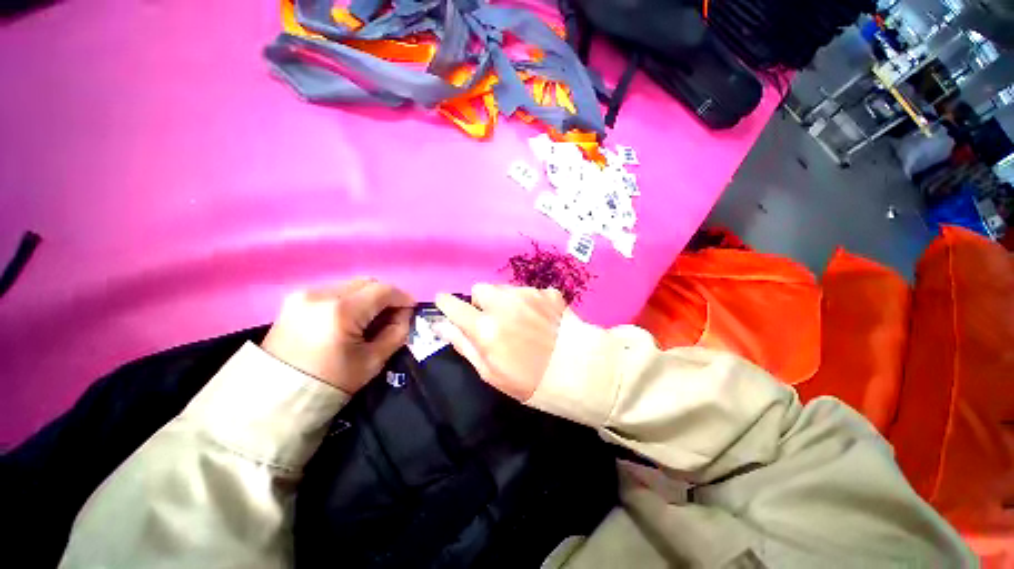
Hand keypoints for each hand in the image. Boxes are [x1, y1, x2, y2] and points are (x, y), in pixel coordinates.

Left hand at [261, 279, 414, 393]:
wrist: (276, 398)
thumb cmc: (331, 382)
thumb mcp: (373, 360)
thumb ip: (396, 332)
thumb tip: (404, 314)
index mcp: (341, 311)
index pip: (383, 290)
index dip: (402, 297)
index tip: (411, 309)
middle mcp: (321, 294)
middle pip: (367, 282)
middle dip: (385, 296)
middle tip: (392, 315)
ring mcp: (304, 294)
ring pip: (351, 285)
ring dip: (367, 297)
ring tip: (370, 319)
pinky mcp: (295, 300)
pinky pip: (334, 291)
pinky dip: (350, 300)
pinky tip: (350, 319)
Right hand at [434, 283, 565, 400]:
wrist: (581, 372)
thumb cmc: (532, 382)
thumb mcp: (491, 373)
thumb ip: (464, 345)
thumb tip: (441, 325)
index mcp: (486, 327)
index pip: (454, 305)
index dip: (446, 303)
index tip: (445, 304)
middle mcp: (504, 304)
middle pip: (480, 289)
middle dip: (481, 302)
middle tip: (493, 320)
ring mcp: (528, 294)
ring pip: (504, 289)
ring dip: (504, 301)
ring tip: (520, 321)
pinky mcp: (547, 292)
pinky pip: (527, 292)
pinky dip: (527, 303)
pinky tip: (540, 320)